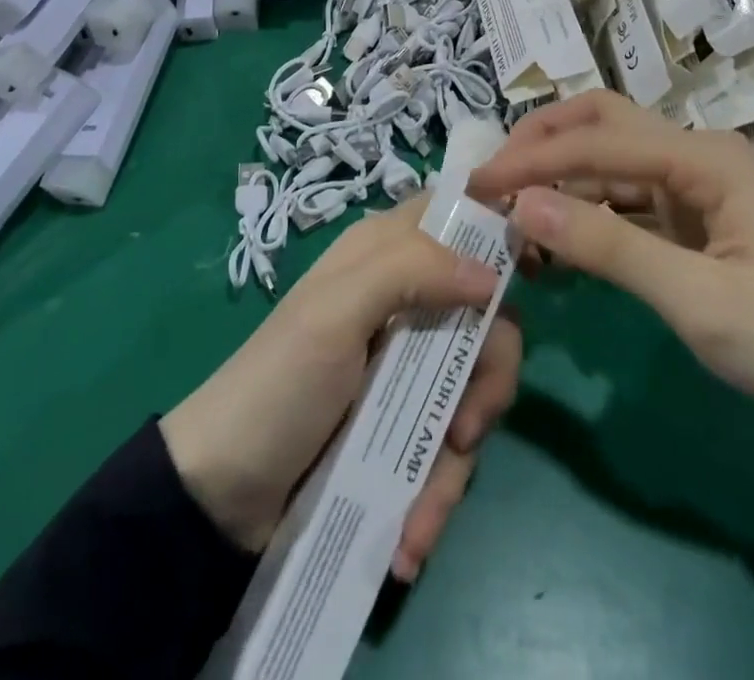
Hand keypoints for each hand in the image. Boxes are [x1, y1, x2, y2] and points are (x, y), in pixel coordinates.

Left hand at [160, 202, 520, 578]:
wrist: (219, 497)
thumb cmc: (279, 384)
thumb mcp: (335, 312)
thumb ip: (410, 271)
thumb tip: (492, 275)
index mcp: (385, 254)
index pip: (455, 216)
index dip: (496, 235)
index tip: (534, 276)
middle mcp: (404, 301)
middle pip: (485, 316)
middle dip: (488, 377)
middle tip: (465, 426)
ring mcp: (406, 368)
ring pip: (472, 390)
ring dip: (456, 460)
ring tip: (420, 514)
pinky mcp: (402, 426)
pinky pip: (445, 448)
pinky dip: (434, 495)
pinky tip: (407, 538)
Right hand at [469, 91, 753, 449]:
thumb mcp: (699, 301)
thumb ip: (608, 248)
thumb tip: (522, 204)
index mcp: (704, 158)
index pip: (598, 140)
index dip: (533, 158)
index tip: (477, 182)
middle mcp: (697, 156)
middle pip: (604, 124)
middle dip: (544, 141)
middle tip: (492, 175)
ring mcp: (695, 188)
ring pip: (611, 163)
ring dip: (560, 180)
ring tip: (511, 212)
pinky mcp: (693, 221)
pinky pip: (626, 203)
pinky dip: (586, 215)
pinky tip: (555, 241)